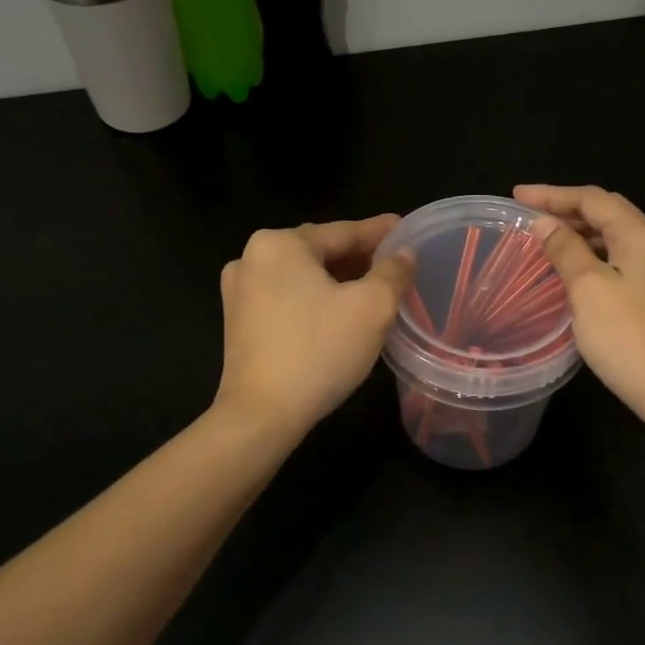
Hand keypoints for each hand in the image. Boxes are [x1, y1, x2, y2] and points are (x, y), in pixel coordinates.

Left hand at [213, 215, 414, 436]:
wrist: (262, 414)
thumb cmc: (320, 350)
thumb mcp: (372, 307)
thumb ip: (393, 273)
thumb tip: (404, 254)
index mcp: (280, 243)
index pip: (343, 232)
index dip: (379, 232)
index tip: (406, 229)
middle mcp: (252, 258)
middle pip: (320, 251)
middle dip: (358, 258)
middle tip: (394, 264)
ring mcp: (239, 291)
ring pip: (302, 276)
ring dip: (338, 280)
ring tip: (372, 289)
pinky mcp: (238, 322)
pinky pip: (286, 298)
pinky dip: (315, 299)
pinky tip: (338, 313)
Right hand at [514, 184, 644, 432]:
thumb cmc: (627, 338)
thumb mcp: (588, 289)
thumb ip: (565, 250)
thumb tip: (545, 223)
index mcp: (642, 236)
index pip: (593, 199)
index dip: (553, 194)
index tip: (517, 196)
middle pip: (608, 214)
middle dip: (567, 210)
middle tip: (529, 214)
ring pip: (616, 238)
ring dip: (581, 234)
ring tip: (546, 239)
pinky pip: (623, 261)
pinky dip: (595, 256)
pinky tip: (576, 269)